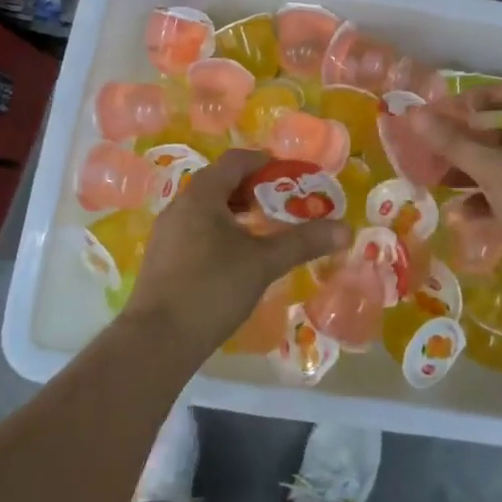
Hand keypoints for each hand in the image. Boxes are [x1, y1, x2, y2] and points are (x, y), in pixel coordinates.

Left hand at [122, 149, 349, 363]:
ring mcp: (167, 232)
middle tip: (284, 202)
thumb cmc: (211, 288)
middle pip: (220, 182)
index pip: (236, 160)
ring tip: (264, 228)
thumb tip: (345, 228)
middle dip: (254, 188)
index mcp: (201, 194)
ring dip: (237, 211)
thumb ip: (303, 241)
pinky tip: (237, 256)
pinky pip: (196, 229)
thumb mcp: (263, 262)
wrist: (156, 341)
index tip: (293, 174)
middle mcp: (180, 205)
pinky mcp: (163, 258)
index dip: (266, 162)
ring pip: (207, 208)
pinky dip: (221, 230)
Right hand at [410, 80, 501, 288]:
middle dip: (467, 144)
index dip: (483, 95)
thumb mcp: (491, 165)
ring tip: (438, 184)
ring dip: (471, 176)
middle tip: (434, 151)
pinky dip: (485, 206)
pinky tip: (461, 216)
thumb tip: (414, 114)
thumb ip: (451, 141)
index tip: (452, 110)